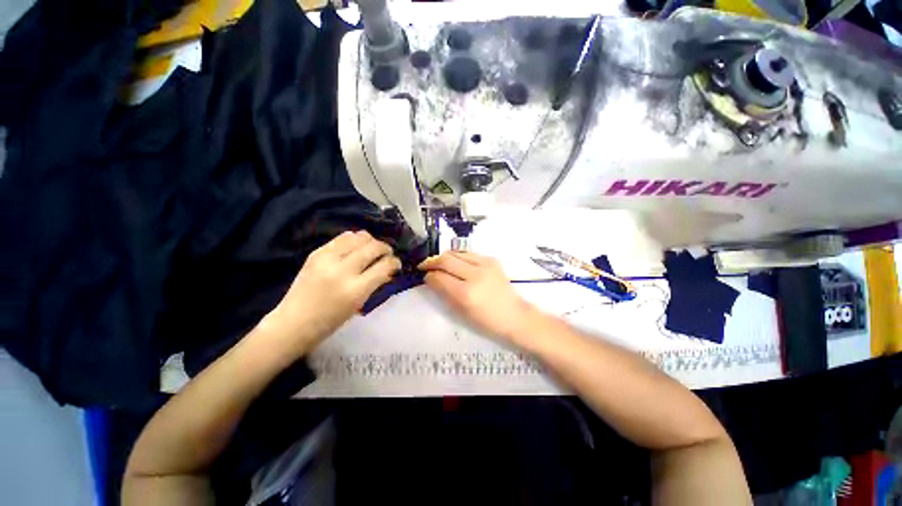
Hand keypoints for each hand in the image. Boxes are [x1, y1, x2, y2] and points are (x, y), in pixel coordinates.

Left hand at [264, 231, 400, 352]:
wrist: (294, 322)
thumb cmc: (331, 320)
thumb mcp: (359, 304)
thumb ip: (376, 283)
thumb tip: (389, 269)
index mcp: (355, 290)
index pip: (384, 266)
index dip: (395, 262)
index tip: (396, 264)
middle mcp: (342, 270)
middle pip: (373, 247)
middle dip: (385, 248)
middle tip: (386, 255)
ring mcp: (327, 259)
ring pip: (359, 236)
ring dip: (370, 241)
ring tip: (371, 250)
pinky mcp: (317, 253)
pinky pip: (342, 237)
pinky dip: (354, 240)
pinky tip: (355, 248)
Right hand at [419, 251, 538, 342]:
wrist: (514, 315)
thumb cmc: (486, 321)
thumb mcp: (461, 312)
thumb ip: (444, 293)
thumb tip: (432, 280)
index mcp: (466, 293)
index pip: (439, 277)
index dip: (428, 276)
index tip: (424, 277)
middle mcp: (475, 275)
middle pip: (445, 259)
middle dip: (431, 261)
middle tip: (425, 265)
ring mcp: (485, 264)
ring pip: (456, 252)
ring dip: (444, 256)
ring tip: (438, 263)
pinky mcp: (492, 259)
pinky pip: (468, 253)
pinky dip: (458, 256)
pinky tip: (456, 263)